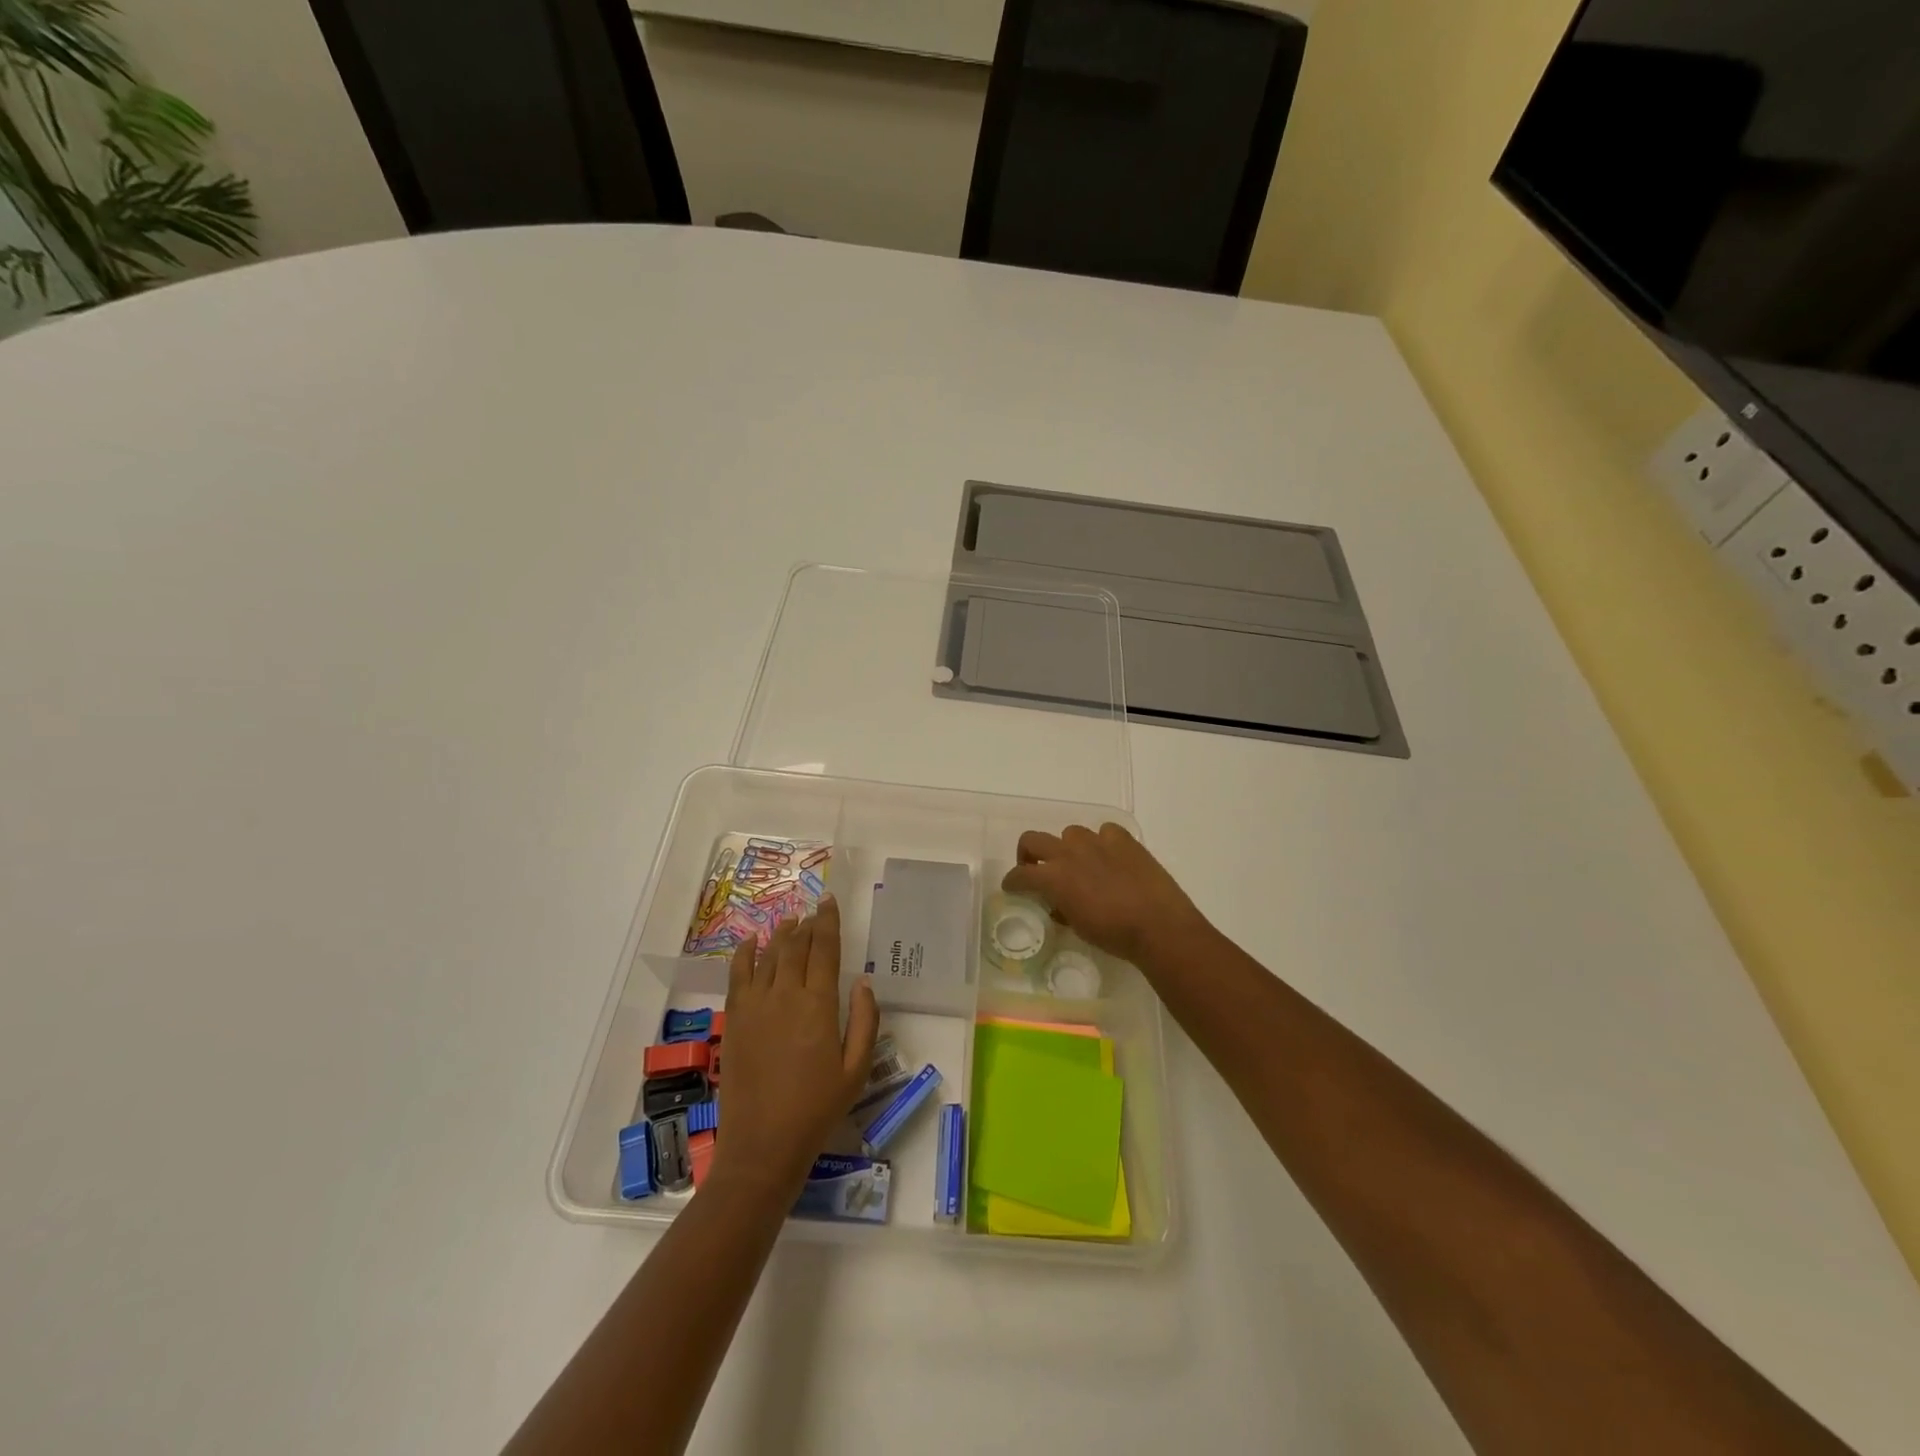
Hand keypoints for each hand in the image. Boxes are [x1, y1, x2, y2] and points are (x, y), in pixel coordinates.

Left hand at [714, 896, 878, 1196]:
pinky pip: (738, 975)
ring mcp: (755, 1006)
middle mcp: (785, 995)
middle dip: (806, 925)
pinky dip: (745, 953)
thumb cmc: (817, 1109)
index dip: (828, 922)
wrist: (763, 1145)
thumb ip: (864, 1021)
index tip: (829, 902)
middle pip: (796, 946)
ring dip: (781, 935)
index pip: (825, 949)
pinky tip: (751, 941)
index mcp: (818, 1005)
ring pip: (769, 956)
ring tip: (790, 921)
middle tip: (813, 912)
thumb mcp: (856, 1070)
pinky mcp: (735, 1020)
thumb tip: (863, 982)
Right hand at [1002, 823, 1209, 965]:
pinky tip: (1110, 857)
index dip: (1012, 881)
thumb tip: (1059, 904)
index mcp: (1053, 877)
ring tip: (1081, 864)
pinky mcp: (1123, 839)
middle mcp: (1069, 853)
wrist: (1158, 925)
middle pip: (1033, 839)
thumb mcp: (1079, 926)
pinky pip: (1105, 832)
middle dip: (1028, 853)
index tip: (1012, 887)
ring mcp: (1096, 841)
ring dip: (1069, 848)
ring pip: (1070, 833)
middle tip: (1035, 868)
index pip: (1020, 874)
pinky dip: (1103, 842)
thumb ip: (1062, 909)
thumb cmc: (1114, 935)